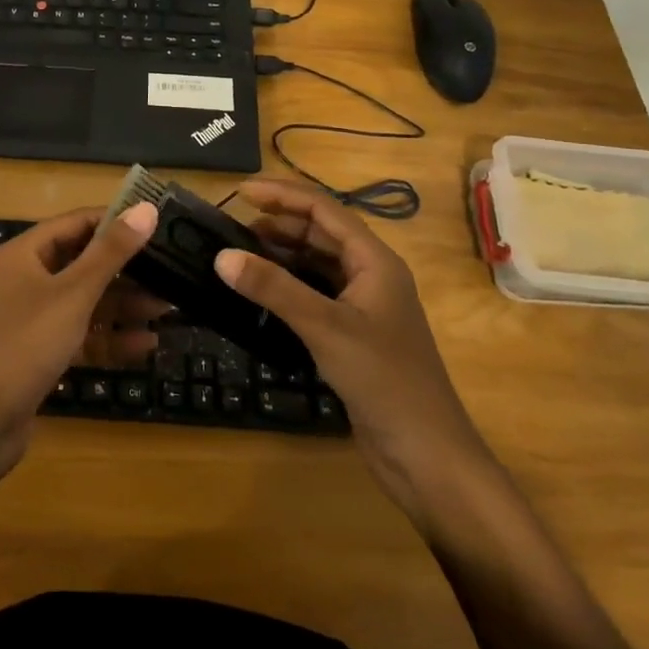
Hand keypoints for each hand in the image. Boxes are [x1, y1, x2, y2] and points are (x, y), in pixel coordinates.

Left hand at [0, 202, 160, 478]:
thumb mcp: (73, 294)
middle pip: (83, 263)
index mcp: (26, 254)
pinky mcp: (41, 353)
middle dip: (126, 270)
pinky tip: (146, 345)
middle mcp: (27, 279)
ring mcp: (33, 318)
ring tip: (168, 309)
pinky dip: (109, 338)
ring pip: (85, 301)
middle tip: (170, 271)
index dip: (115, 221)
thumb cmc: (26, 345)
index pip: (76, 223)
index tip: (157, 224)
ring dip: (124, 306)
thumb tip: (146, 208)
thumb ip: (111, 252)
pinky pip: (81, 335)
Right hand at [213, 178, 488, 514]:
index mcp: (375, 260)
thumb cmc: (384, 380)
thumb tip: (221, 255)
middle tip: (230, 227)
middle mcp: (370, 275)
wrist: (427, 456)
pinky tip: (260, 293)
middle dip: (278, 224)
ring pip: (316, 264)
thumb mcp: (325, 327)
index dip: (282, 195)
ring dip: (280, 254)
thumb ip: (274, 288)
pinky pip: (315, 293)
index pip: (324, 210)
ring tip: (238, 254)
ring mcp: (363, 306)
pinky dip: (287, 286)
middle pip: (320, 233)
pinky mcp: (353, 334)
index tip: (240, 192)